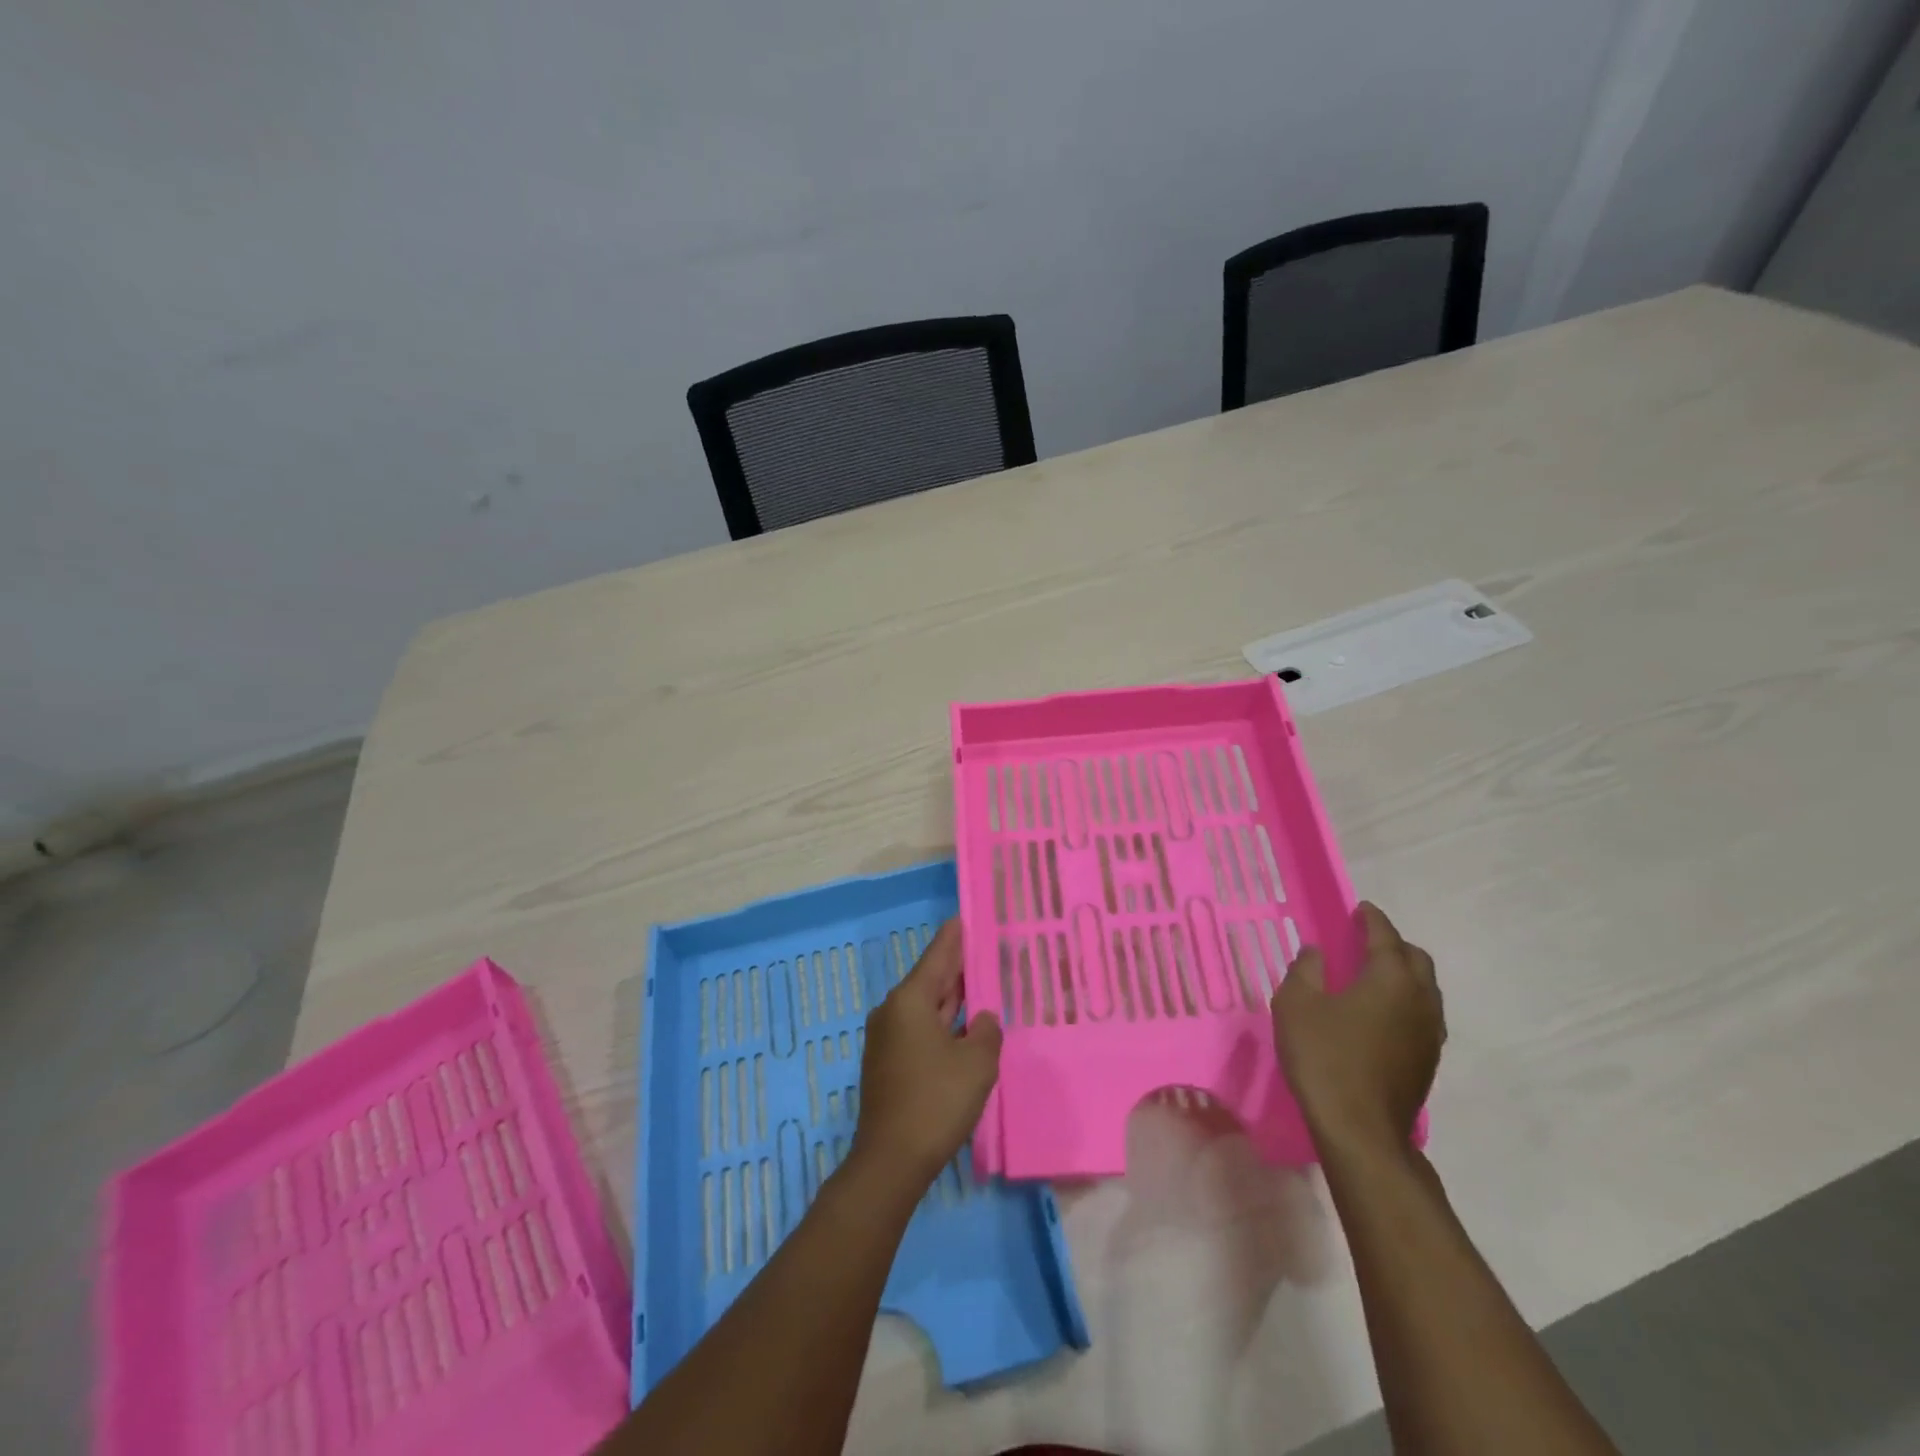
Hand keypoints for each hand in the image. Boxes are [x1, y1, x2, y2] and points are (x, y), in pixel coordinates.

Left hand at [850, 919, 1002, 1192]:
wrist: (891, 1160)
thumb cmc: (936, 1101)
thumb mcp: (976, 1063)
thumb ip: (987, 1032)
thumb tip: (983, 1020)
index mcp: (910, 1000)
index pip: (938, 957)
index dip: (955, 937)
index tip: (964, 916)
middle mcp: (893, 1011)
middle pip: (930, 979)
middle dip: (956, 967)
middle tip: (982, 948)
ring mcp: (887, 1039)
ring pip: (925, 1007)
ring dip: (951, 998)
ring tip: (979, 983)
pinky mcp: (888, 1063)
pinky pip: (920, 1029)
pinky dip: (943, 1022)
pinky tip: (963, 1027)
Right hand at [1271, 902, 1443, 1155]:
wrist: (1360, 1129)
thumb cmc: (1324, 1057)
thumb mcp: (1296, 1004)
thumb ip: (1305, 970)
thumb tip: (1316, 952)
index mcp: (1391, 979)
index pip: (1385, 936)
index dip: (1371, 919)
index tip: (1359, 909)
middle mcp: (1421, 1000)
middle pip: (1416, 959)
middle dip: (1393, 944)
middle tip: (1364, 941)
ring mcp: (1430, 1033)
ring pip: (1425, 989)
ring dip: (1403, 974)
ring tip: (1372, 975)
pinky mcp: (1428, 1061)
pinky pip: (1422, 1014)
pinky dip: (1404, 1001)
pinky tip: (1379, 1013)